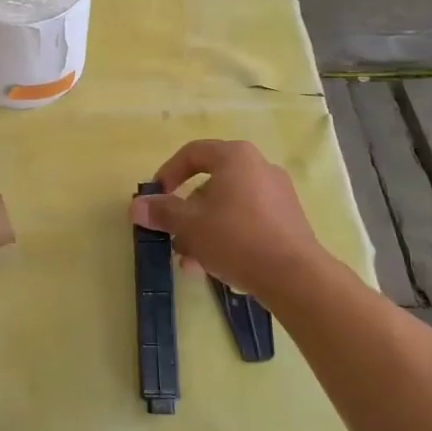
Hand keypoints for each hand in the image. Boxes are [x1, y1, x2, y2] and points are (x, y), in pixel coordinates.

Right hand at [130, 140, 327, 305]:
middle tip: (172, 235)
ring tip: (190, 260)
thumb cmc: (236, 238)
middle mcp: (259, 167)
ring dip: (203, 229)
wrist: (295, 276)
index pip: (192, 153)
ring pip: (227, 206)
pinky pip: (247, 220)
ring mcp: (278, 194)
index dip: (167, 174)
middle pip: (210, 183)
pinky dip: (227, 235)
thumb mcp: (189, 225)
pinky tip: (215, 265)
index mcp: (235, 157)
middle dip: (186, 212)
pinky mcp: (288, 220)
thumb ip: (162, 212)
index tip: (156, 198)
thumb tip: (136, 206)